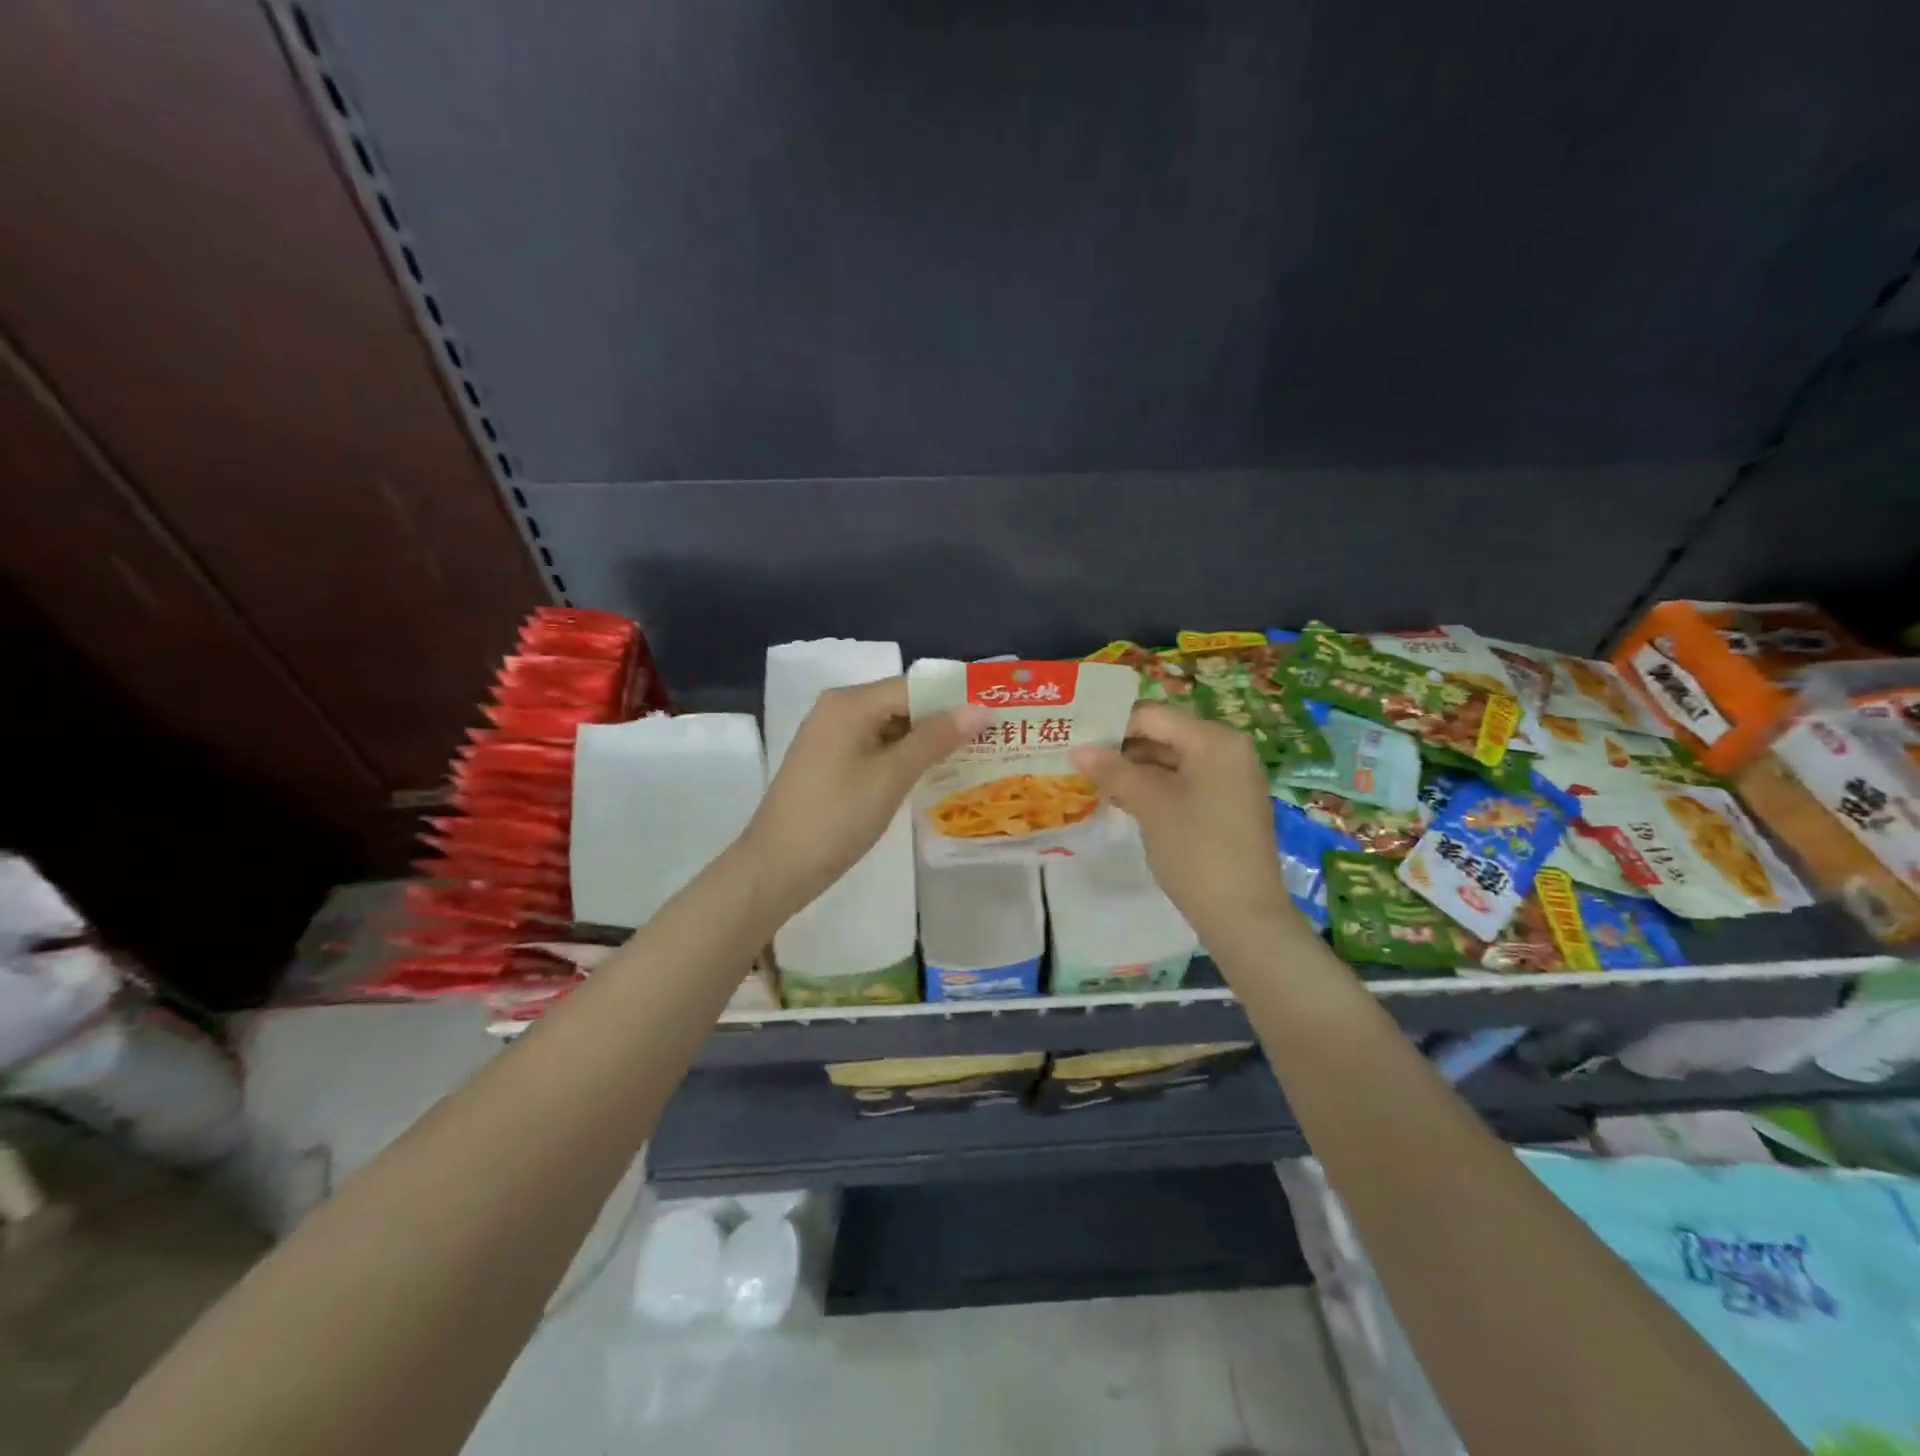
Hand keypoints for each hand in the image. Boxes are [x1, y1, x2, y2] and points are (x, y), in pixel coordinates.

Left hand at [741, 676, 989, 916]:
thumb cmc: (836, 817)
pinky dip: (904, 758)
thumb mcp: (891, 776)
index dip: (956, 698)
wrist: (776, 867)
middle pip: (902, 704)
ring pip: (890, 729)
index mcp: (850, 703)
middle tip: (992, 738)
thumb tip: (980, 708)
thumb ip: (936, 739)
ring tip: (974, 756)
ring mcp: (831, 737)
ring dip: (927, 742)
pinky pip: (876, 748)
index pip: (914, 687)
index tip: (997, 714)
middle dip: (944, 721)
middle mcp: (838, 710)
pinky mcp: (830, 763)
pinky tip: (933, 774)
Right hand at [1069, 705, 1294, 946]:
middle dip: (1121, 749)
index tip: (1076, 742)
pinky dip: (1154, 787)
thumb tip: (1077, 749)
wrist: (1243, 915)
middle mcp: (1227, 749)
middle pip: (1162, 735)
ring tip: (1092, 782)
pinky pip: (1184, 782)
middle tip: (1078, 763)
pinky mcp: (1226, 803)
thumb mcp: (1150, 805)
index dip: (1111, 727)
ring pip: (1171, 760)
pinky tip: (1121, 801)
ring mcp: (1230, 778)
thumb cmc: (1196, 850)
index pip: (1151, 716)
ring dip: (1133, 770)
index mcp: (1213, 739)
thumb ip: (1113, 771)